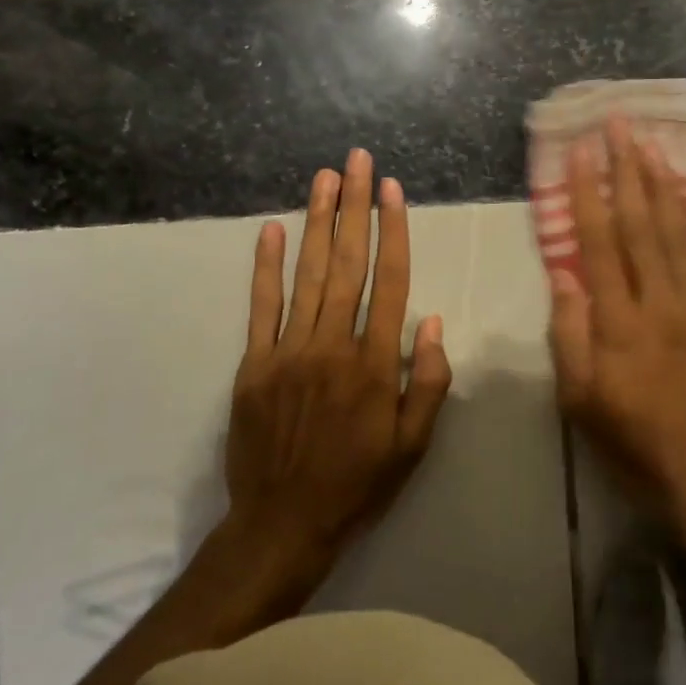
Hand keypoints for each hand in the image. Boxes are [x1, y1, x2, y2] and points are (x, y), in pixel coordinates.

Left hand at [223, 148, 453, 578]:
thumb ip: (427, 381)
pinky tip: (270, 229)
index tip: (390, 190)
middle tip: (356, 161)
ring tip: (323, 178)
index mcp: (375, 363)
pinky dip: (265, 266)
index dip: (392, 230)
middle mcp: (333, 345)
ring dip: (317, 222)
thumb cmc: (358, 483)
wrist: (283, 523)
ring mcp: (289, 351)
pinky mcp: (255, 363)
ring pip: (307, 274)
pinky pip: (261, 306)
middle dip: (353, 206)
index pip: (389, 281)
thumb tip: (431, 319)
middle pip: (348, 263)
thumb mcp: (413, 445)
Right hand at [548, 117, 685, 531]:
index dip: (587, 195)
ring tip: (650, 144)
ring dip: (662, 184)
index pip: (599, 244)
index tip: (580, 154)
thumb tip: (563, 273)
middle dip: (626, 170)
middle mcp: (661, 303)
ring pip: (679, 233)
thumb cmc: (633, 440)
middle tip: (619, 126)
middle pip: (641, 225)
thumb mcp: (580, 400)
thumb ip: (570, 334)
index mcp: (619, 323)